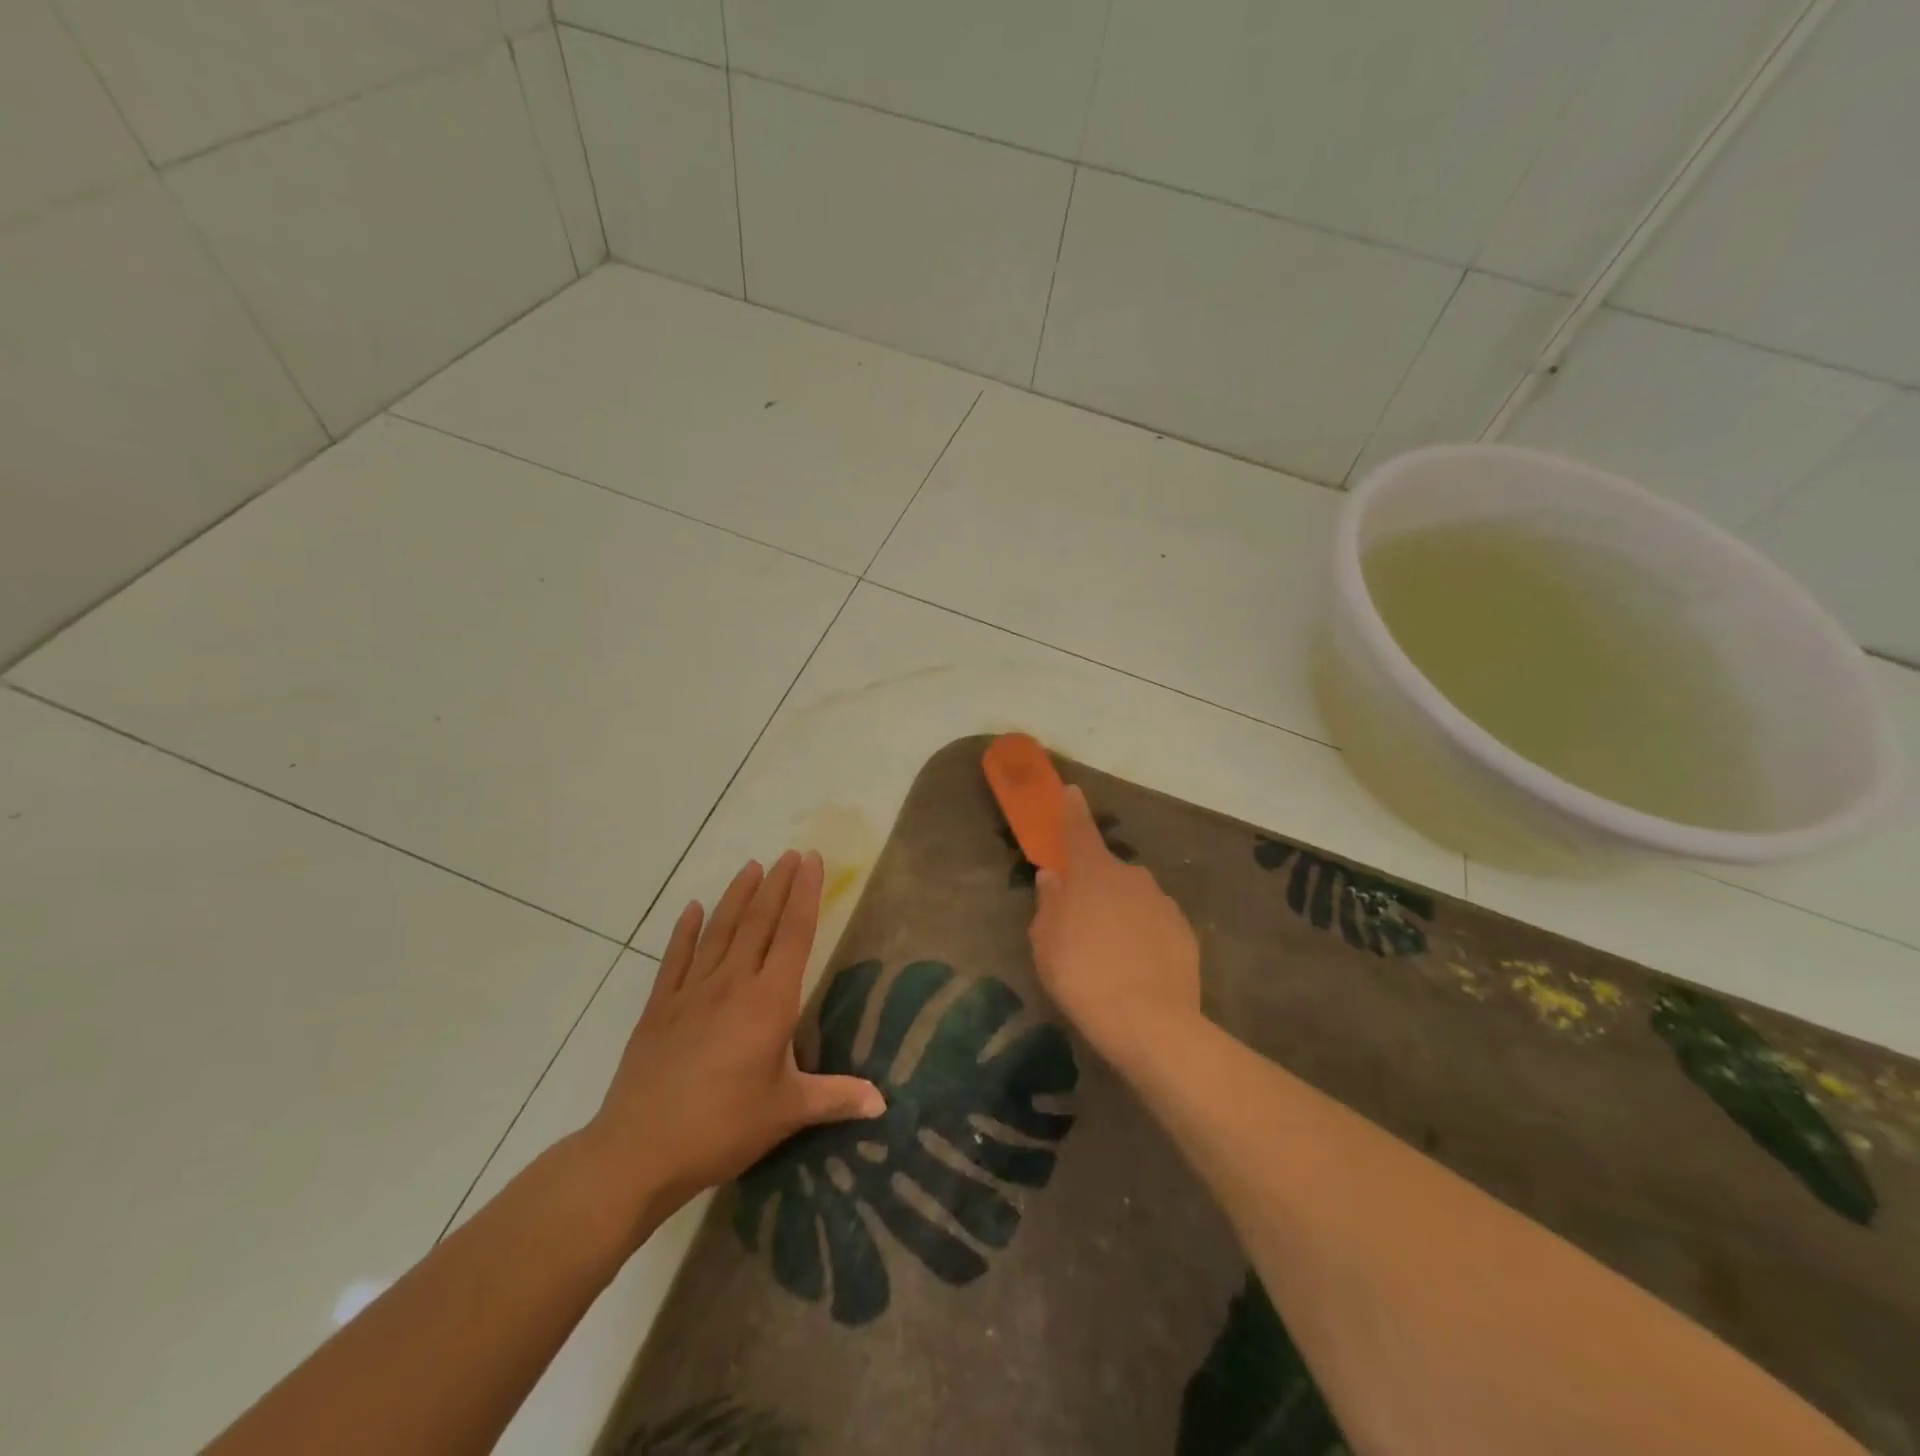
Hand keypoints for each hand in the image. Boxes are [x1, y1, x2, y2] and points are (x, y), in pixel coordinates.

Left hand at [584, 850, 884, 1240]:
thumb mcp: (787, 1112)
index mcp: (769, 1001)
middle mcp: (732, 984)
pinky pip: (675, 959)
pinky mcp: (659, 1008)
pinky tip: (690, 908)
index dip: (805, 894)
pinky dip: (684, 931)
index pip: (794, 934)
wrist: (639, 1150)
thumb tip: (883, 1103)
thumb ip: (836, 1098)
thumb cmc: (723, 1127)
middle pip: (758, 922)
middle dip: (777, 884)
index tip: (811, 860)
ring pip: (719, 931)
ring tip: (751, 867)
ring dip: (737, 896)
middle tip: (789, 854)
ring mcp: (691, 992)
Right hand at [1029, 786, 1201, 1071]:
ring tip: (1110, 954)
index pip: (1079, 830)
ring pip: (1133, 897)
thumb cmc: (1083, 975)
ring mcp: (1162, 902)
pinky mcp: (1185, 931)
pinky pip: (1154, 923)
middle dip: (1095, 885)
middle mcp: (1131, 876)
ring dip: (1120, 912)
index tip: (1071, 790)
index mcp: (1093, 872)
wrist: (1150, 1022)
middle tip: (1081, 921)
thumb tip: (1054, 877)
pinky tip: (1137, 967)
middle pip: (1107, 871)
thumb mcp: (1045, 942)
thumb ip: (1049, 903)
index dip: (1071, 810)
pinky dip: (1143, 934)